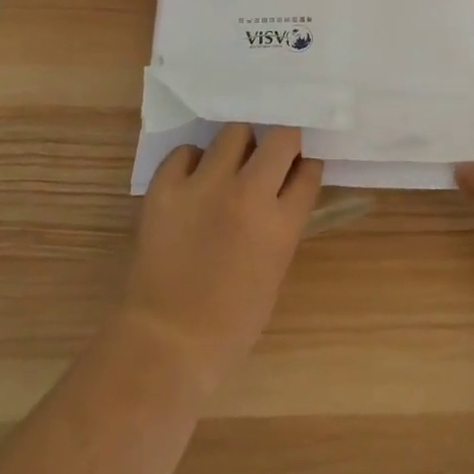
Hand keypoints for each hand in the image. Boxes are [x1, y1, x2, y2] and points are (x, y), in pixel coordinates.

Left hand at [121, 124, 322, 393]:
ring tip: (227, 167)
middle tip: (269, 157)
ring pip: (233, 132)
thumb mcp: (275, 268)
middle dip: (280, 142)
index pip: (308, 169)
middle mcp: (247, 194)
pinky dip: (193, 162)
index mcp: (281, 224)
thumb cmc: (231, 320)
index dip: (305, 163)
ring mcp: (203, 186)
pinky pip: (186, 151)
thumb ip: (284, 222)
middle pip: (280, 136)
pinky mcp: (164, 188)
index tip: (299, 164)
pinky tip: (192, 182)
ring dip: (237, 147)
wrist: (166, 342)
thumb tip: (283, 187)